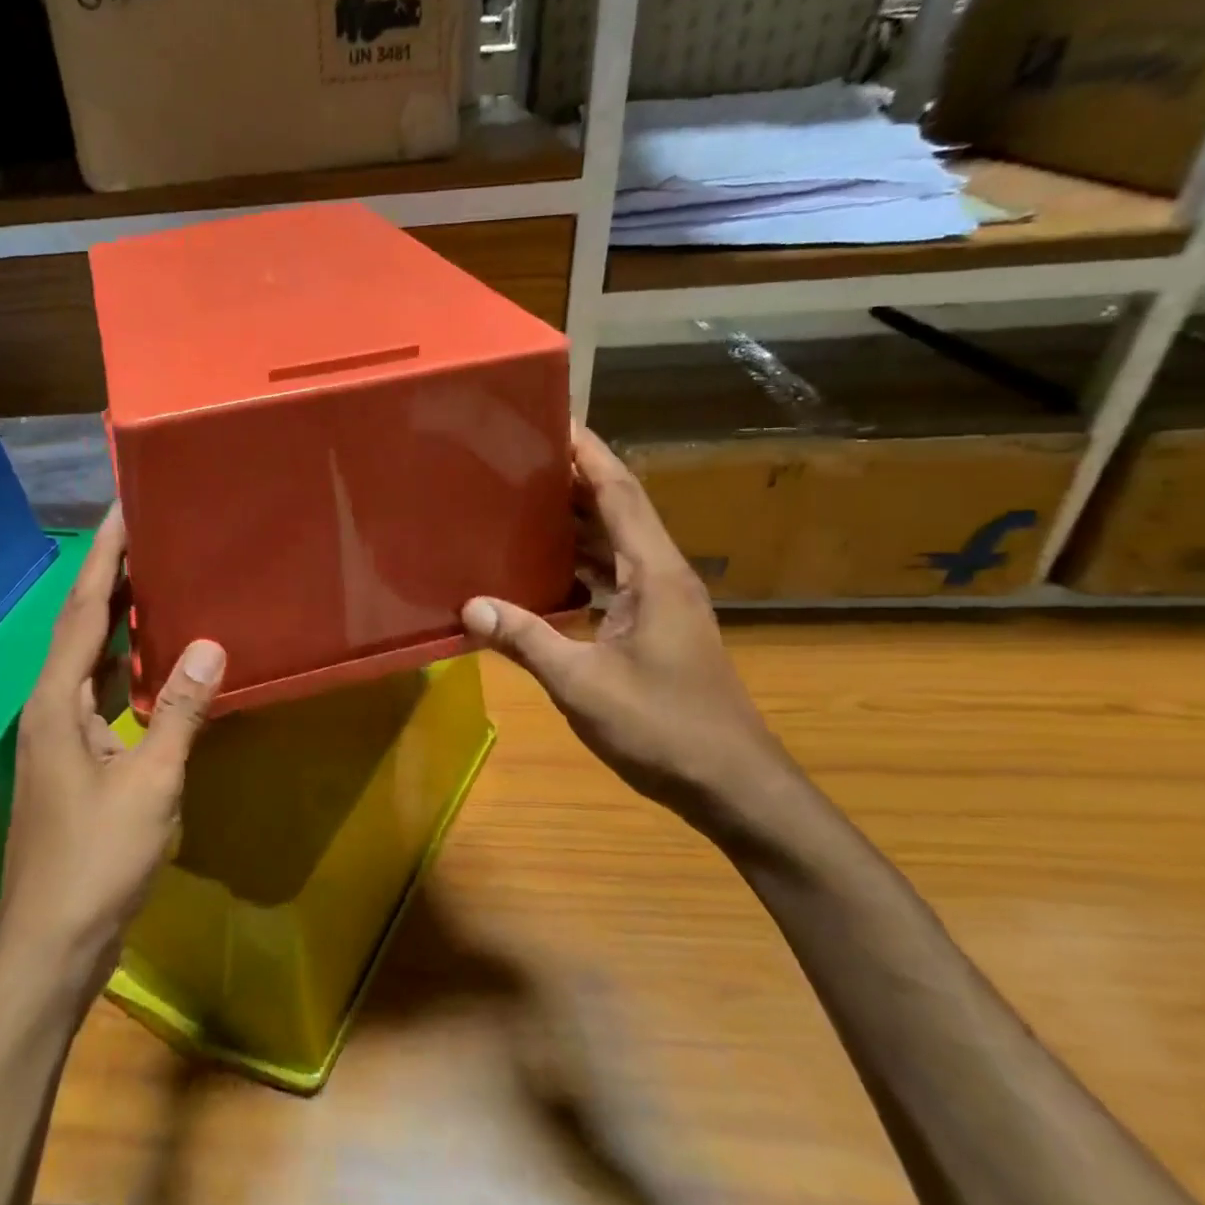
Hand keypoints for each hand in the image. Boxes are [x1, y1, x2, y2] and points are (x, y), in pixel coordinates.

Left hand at [0, 507, 225, 986]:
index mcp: (58, 702)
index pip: (83, 610)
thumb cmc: (96, 863)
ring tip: (155, 576)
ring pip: (90, 657)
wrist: (51, 945)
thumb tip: (210, 644)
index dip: (103, 557)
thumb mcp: (149, 785)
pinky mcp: (76, 758)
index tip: (124, 508)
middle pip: (81, 624)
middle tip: (148, 531)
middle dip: (110, 575)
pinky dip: (125, 662)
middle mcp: (50, 706)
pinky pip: (101, 690)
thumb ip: (180, 711)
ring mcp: (60, 734)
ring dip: (117, 616)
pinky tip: (153, 656)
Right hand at [461, 426, 791, 829]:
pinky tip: (541, 572)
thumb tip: (470, 605)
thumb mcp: (583, 684)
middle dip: (572, 478)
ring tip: (519, 502)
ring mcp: (662, 603)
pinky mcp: (655, 628)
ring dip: (574, 521)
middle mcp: (662, 575)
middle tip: (516, 457)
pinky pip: (611, 578)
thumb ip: (525, 640)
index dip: (587, 451)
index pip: (619, 491)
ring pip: (614, 544)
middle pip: (616, 509)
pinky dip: (578, 565)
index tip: (552, 417)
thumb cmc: (665, 729)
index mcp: (654, 573)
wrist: (734, 787)